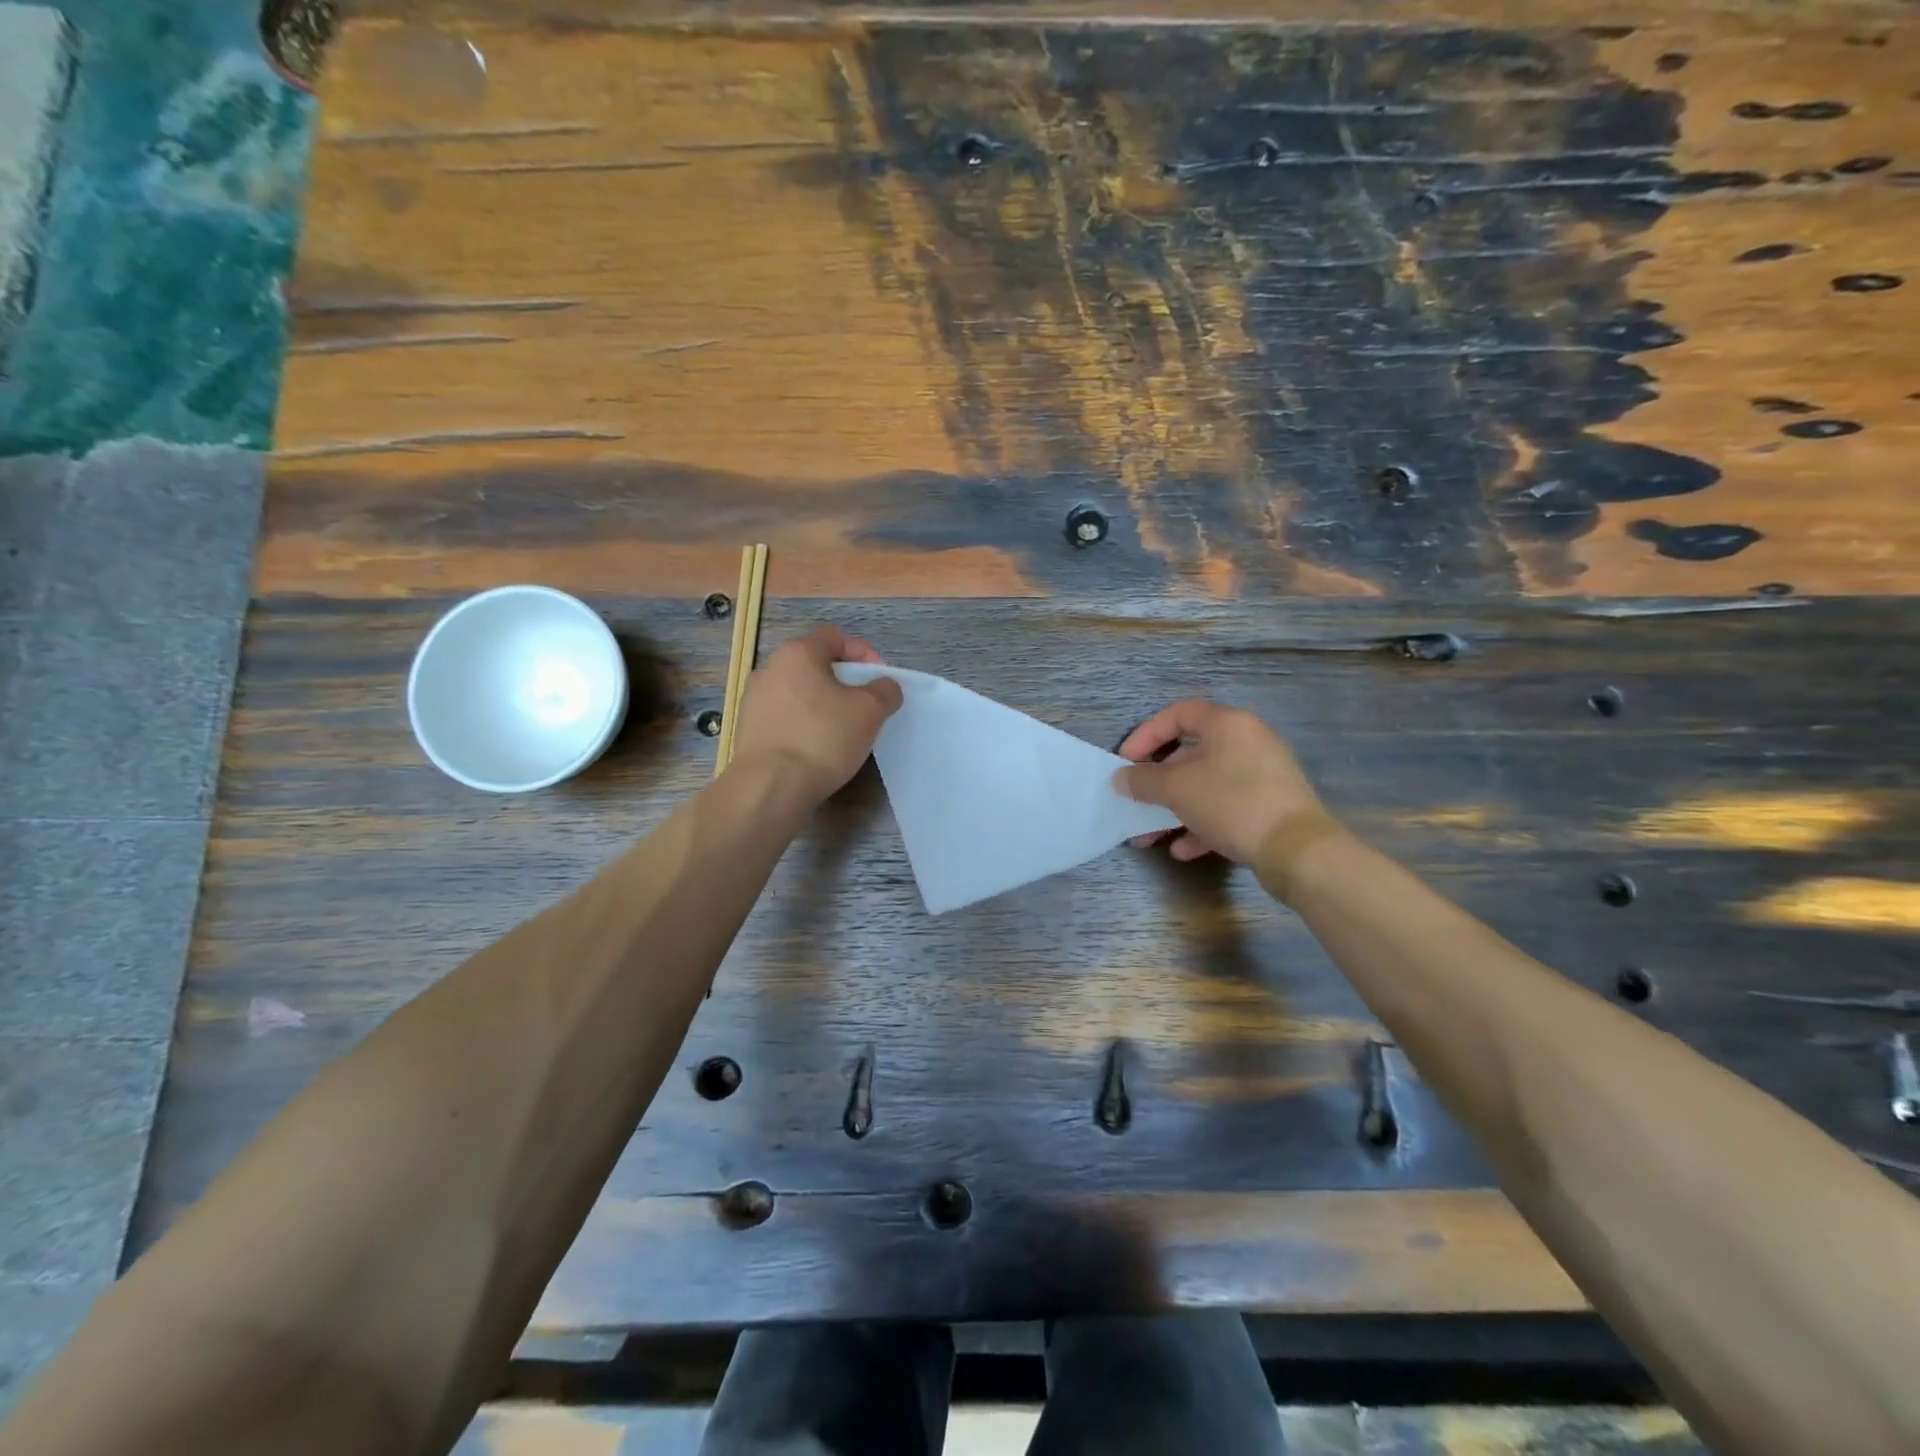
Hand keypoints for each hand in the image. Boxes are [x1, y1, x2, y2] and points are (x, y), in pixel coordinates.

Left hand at [731, 626, 902, 802]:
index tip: (880, 681)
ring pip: (799, 692)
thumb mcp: (869, 711)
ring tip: (842, 730)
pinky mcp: (748, 730)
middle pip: (816, 664)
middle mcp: (769, 668)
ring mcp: (754, 700)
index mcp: (798, 653)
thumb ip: (884, 691)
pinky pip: (785, 717)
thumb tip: (885, 686)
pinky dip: (804, 724)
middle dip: (844, 681)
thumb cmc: (823, 738)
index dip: (864, 654)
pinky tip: (817, 748)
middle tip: (865, 706)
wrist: (771, 787)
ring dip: (823, 704)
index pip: (836, 637)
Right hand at [1113, 701, 1327, 864]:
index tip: (1124, 762)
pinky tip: (1183, 850)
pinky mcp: (1268, 807)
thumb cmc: (1232, 803)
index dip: (1145, 735)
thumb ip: (1143, 781)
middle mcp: (1246, 742)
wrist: (1297, 850)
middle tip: (1135, 802)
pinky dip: (1201, 825)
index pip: (1178, 714)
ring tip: (1149, 837)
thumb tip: (1121, 779)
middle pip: (1190, 754)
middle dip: (1156, 782)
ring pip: (1205, 786)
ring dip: (1173, 809)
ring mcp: (1261, 776)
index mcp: (1227, 724)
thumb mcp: (1177, 789)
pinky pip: (1225, 808)